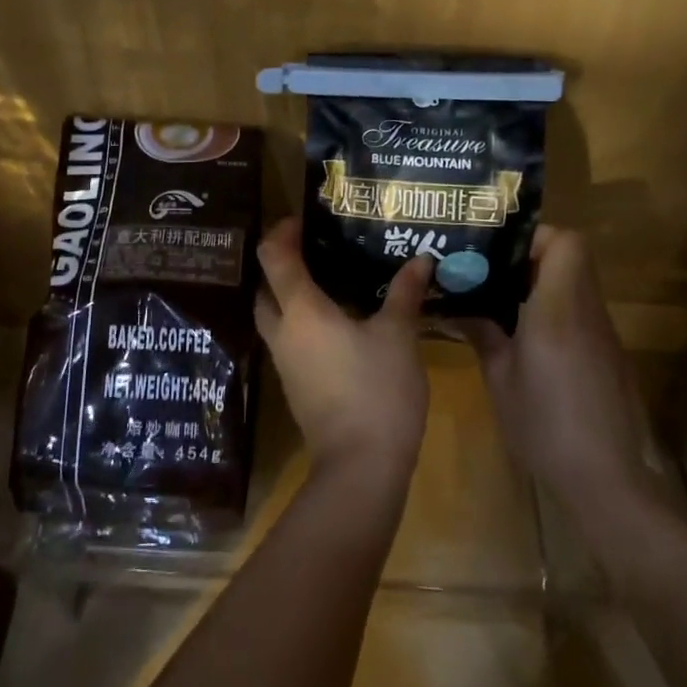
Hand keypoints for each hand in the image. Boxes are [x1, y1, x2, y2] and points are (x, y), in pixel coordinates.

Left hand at [255, 217, 432, 487]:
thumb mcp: (398, 336)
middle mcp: (283, 331)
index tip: (303, 220)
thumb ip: (405, 294)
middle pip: (266, 287)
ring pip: (275, 316)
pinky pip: (290, 341)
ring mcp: (285, 363)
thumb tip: (420, 260)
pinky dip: (303, 324)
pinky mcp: (295, 386)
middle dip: (283, 265)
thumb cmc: (377, 391)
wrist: (359, 467)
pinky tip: (338, 324)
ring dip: (291, 296)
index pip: (273, 256)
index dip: (281, 231)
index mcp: (300, 310)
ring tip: (331, 282)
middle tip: (317, 250)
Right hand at [468, 225, 665, 538]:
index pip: (566, 243)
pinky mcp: (607, 355)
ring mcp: (601, 334)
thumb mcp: (500, 378)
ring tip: (501, 304)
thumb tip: (456, 306)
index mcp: (557, 310)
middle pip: (572, 256)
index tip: (500, 253)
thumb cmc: (544, 425)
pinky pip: (579, 312)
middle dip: (530, 257)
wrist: (605, 480)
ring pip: (576, 283)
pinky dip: (553, 310)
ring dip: (541, 283)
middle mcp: (586, 312)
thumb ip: (482, 333)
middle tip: (492, 274)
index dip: (535, 237)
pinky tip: (526, 340)